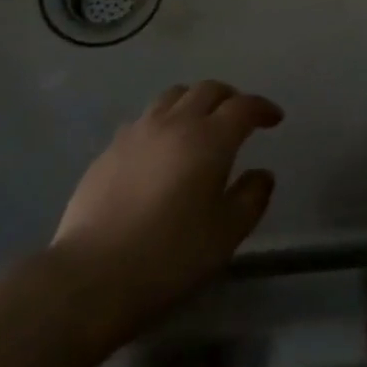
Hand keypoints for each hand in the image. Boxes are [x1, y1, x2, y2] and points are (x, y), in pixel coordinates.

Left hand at [52, 81, 281, 332]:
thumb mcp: (227, 234)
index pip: (243, 106)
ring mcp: (137, 133)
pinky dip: (163, 123)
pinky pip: (143, 121)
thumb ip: (251, 197)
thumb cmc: (170, 256)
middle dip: (230, 98)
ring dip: (193, 102)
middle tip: (239, 117)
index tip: (274, 119)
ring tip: (199, 125)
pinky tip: (161, 150)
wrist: (92, 276)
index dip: (262, 108)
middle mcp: (174, 123)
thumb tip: (262, 174)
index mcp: (209, 139)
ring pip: (172, 97)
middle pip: (207, 90)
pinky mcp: (109, 150)